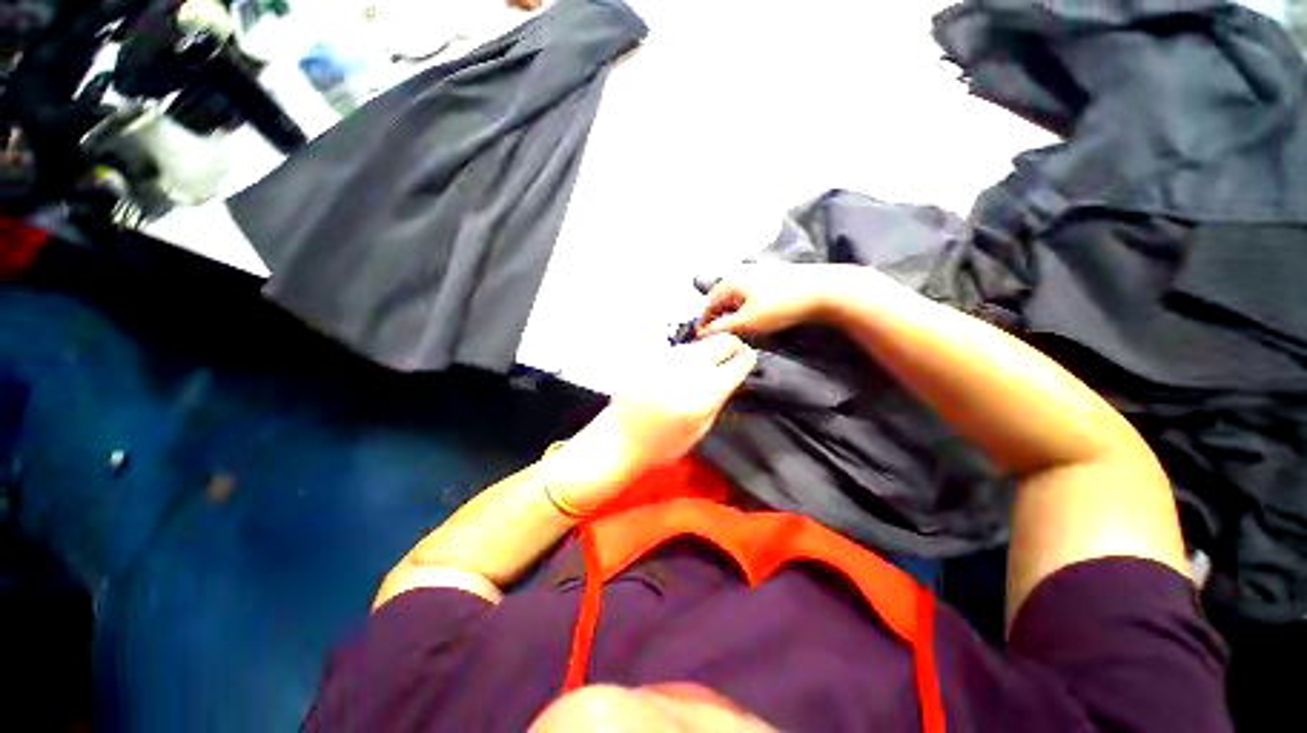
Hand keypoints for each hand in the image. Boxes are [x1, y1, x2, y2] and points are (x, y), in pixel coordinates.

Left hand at [548, 334, 756, 511]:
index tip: (746, 361)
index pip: (739, 360)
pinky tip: (679, 372)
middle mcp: (688, 369)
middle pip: (723, 340)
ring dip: (709, 352)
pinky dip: (688, 357)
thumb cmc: (663, 443)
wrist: (620, 437)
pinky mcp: (652, 355)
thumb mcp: (701, 428)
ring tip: (703, 369)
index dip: (747, 359)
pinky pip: (680, 349)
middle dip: (733, 346)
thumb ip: (719, 397)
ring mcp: (668, 358)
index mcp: (705, 393)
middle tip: (731, 358)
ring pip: (701, 343)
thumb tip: (732, 372)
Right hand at [698, 264, 857, 337]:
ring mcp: (756, 274)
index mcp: (729, 282)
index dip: (703, 323)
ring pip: (735, 298)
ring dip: (732, 315)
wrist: (823, 290)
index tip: (702, 340)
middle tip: (719, 338)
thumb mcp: (747, 321)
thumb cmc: (780, 306)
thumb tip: (703, 334)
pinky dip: (745, 309)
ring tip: (735, 332)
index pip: (707, 304)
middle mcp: (739, 274)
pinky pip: (748, 296)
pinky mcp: (771, 279)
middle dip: (717, 319)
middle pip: (720, 300)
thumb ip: (722, 328)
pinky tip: (753, 319)